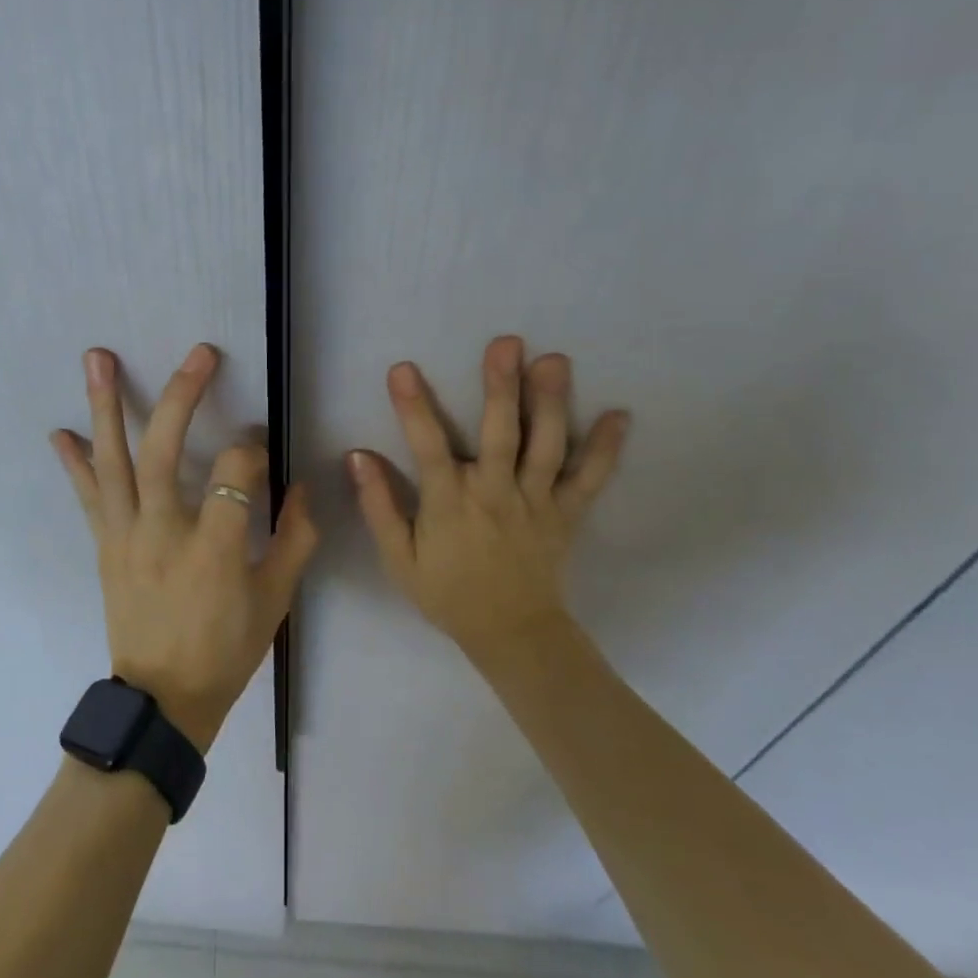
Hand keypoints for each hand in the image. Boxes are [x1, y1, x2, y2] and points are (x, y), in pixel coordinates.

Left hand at [51, 343, 316, 752]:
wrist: (164, 700)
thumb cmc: (227, 650)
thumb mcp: (276, 600)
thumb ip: (294, 539)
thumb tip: (299, 485)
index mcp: (215, 550)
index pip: (235, 474)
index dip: (251, 452)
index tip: (258, 450)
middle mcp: (163, 534)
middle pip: (166, 452)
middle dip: (182, 396)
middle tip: (198, 355)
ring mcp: (126, 537)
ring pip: (114, 462)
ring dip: (105, 407)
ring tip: (97, 358)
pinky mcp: (105, 546)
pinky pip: (88, 497)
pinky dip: (74, 463)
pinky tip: (60, 431)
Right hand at [347, 336, 628, 660]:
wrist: (511, 634)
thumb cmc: (448, 593)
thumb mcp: (399, 559)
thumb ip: (380, 506)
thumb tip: (358, 456)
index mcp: (450, 503)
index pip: (428, 447)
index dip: (414, 407)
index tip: (403, 370)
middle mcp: (495, 494)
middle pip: (500, 433)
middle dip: (501, 387)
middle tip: (507, 343)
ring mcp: (536, 502)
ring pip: (546, 446)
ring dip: (551, 402)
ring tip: (555, 361)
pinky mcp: (567, 514)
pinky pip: (589, 479)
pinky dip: (605, 449)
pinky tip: (619, 415)